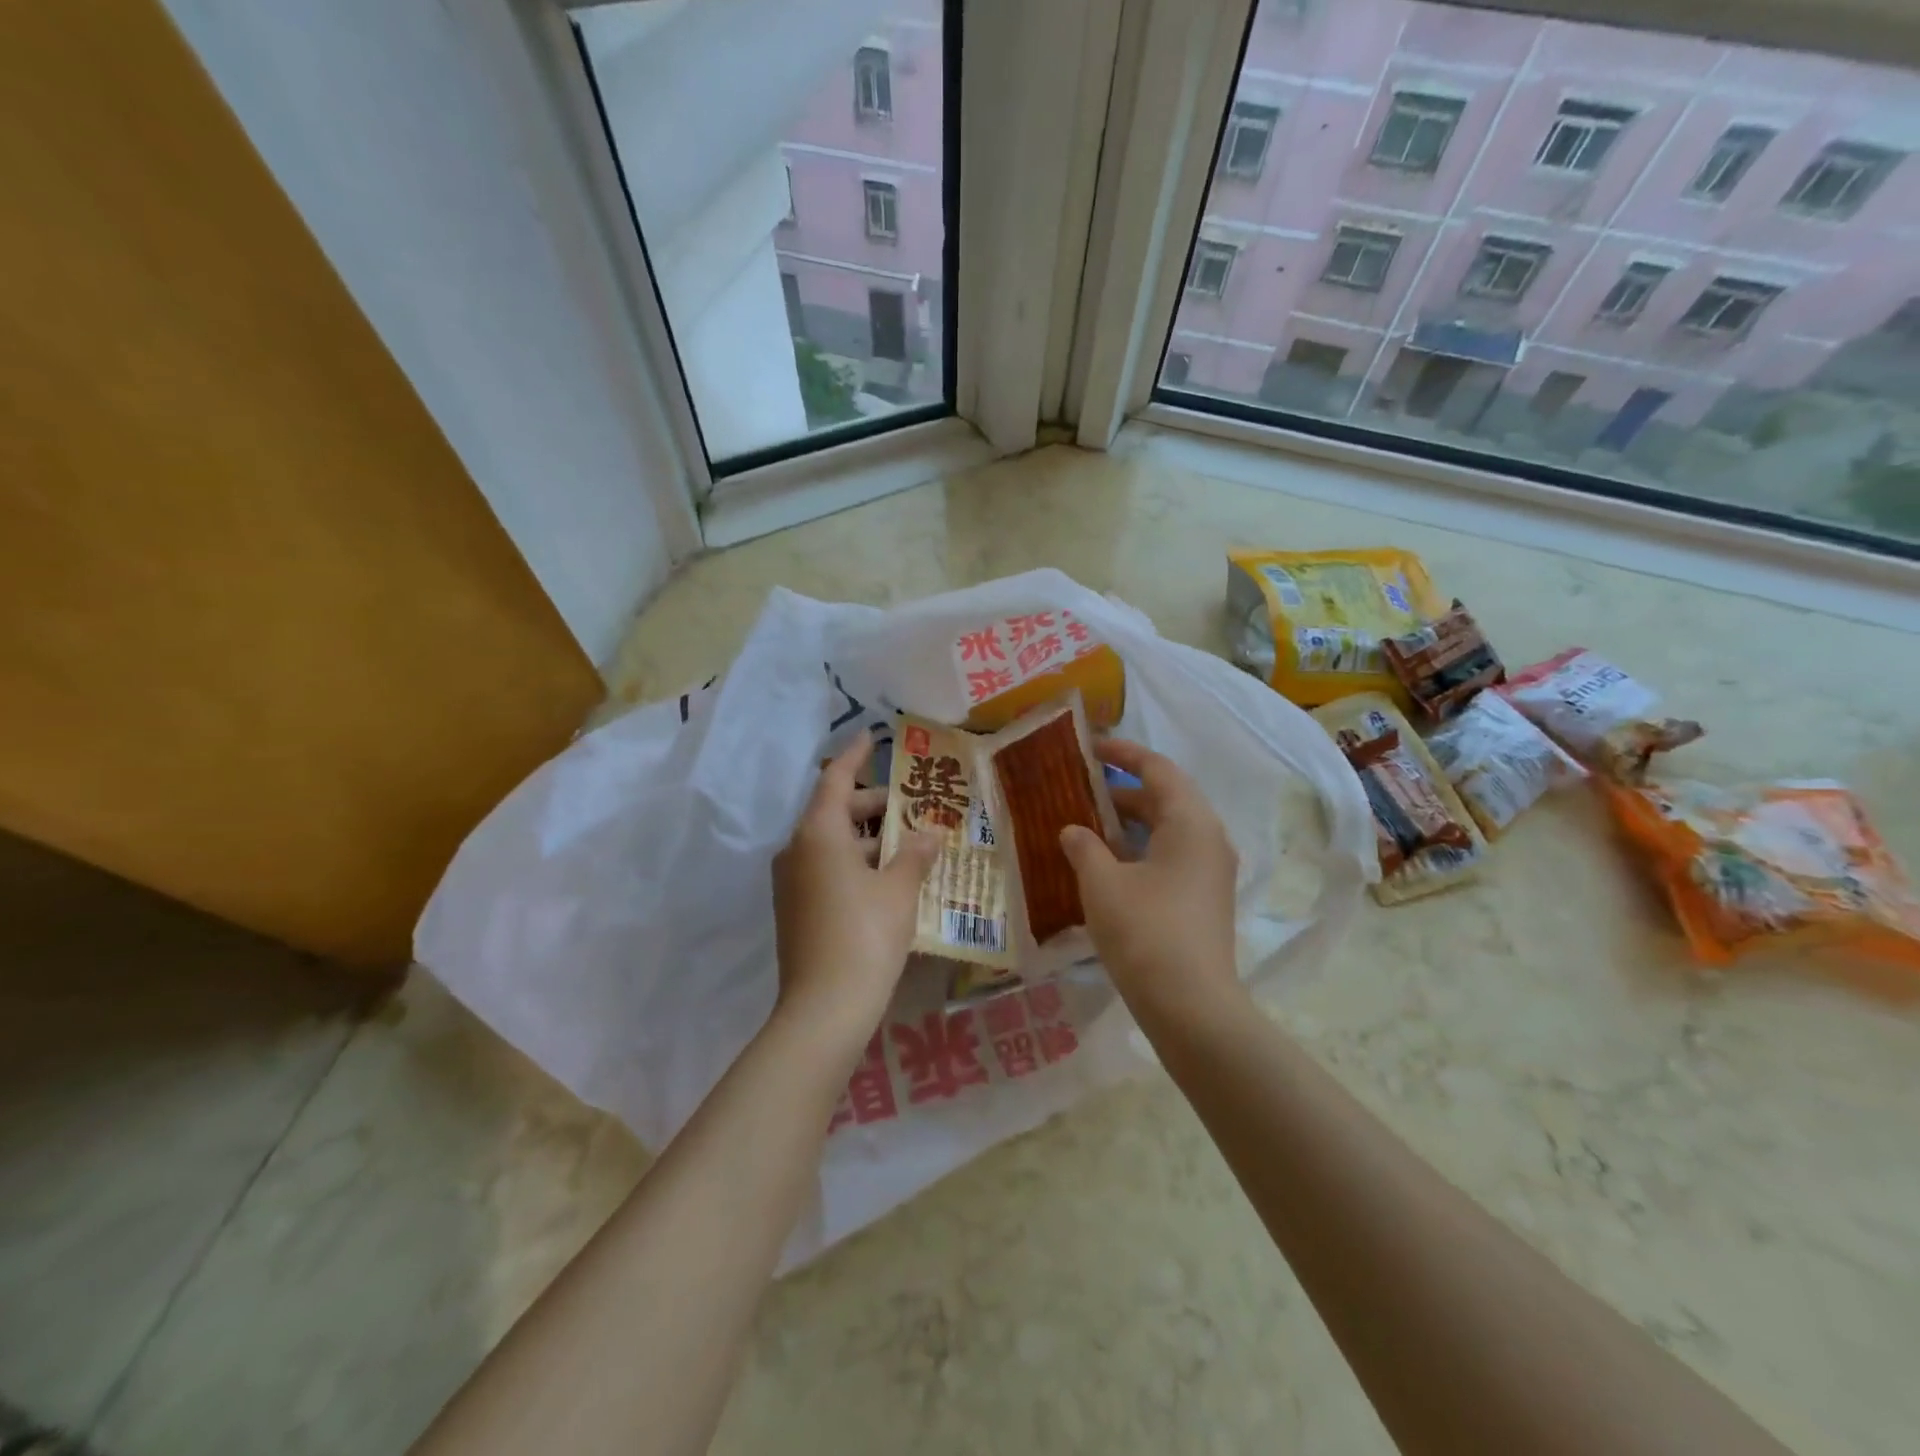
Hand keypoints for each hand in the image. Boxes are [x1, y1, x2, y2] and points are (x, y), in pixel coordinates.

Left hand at [772, 730, 942, 1050]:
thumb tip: (930, 834)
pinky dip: (856, 863)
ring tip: (910, 845)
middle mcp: (797, 850)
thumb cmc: (866, 934)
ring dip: (869, 839)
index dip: (855, 756)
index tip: (871, 737)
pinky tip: (889, 879)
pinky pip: (827, 869)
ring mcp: (792, 882)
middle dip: (874, 805)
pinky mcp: (796, 909)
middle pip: (835, 812)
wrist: (824, 1008)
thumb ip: (916, 855)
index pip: (835, 779)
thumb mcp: (900, 890)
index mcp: (818, 834)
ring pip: (832, 844)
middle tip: (912, 806)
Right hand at [1059, 739, 1240, 1013]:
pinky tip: (1106, 866)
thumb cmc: (1144, 932)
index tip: (1091, 746)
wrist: (1191, 1007)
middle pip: (1165, 798)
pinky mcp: (1204, 900)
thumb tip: (1073, 830)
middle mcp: (1209, 840)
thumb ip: (1083, 847)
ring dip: (1128, 824)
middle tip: (1080, 788)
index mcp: (1191, 823)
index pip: (1158, 770)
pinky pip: (1170, 857)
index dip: (1123, 753)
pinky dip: (1138, 850)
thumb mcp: (1101, 883)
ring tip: (1085, 825)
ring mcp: (1210, 873)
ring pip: (1166, 831)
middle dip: (1122, 790)